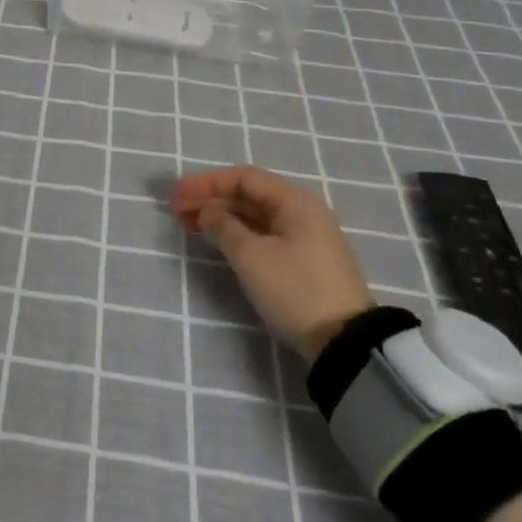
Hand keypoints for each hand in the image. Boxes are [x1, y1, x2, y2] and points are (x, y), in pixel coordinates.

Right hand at [173, 166, 375, 360]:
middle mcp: (302, 213)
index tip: (177, 195)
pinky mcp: (304, 261)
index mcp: (295, 202)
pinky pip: (263, 235)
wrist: (344, 343)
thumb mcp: (252, 257)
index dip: (207, 183)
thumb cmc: (295, 290)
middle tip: (177, 211)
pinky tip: (218, 241)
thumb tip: (208, 211)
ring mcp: (305, 238)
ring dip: (222, 217)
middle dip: (211, 199)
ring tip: (190, 225)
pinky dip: (237, 233)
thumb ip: (223, 227)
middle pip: (249, 195)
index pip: (244, 178)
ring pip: (255, 216)